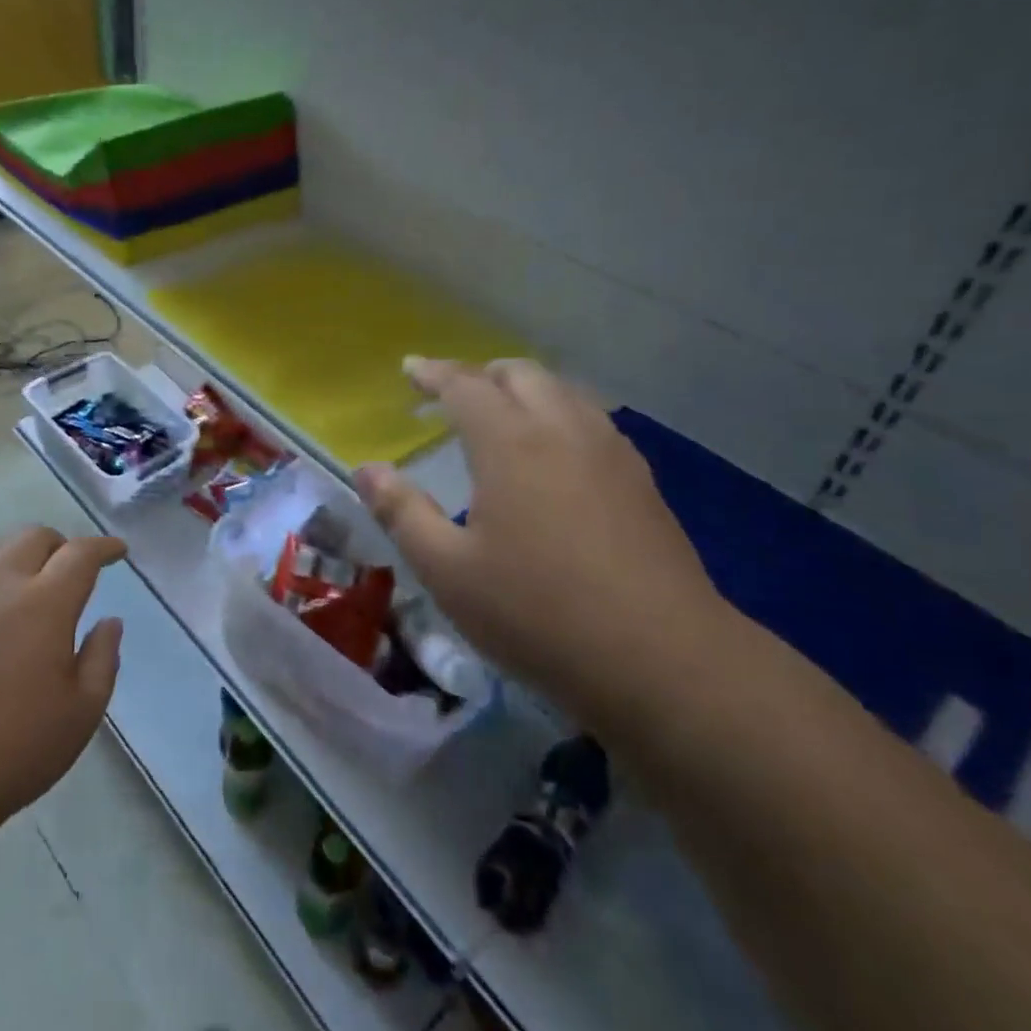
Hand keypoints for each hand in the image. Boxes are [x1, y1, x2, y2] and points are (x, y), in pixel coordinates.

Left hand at [0, 527, 126, 828]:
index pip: (80, 554)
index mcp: (44, 605)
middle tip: (72, 572)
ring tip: (30, 582)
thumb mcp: (81, 714)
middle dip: (62, 546)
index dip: (104, 547)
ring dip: (23, 553)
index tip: (117, 553)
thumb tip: (109, 621)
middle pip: (35, 537)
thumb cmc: (12, 751)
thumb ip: (102, 659)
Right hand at [354, 358, 727, 720]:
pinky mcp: (642, 482)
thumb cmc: (537, 614)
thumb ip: (402, 512)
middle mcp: (563, 430)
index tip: (409, 368)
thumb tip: (367, 470)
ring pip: (564, 392)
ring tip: (501, 415)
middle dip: (480, 374)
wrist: (663, 661)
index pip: (464, 386)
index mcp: (511, 443)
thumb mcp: (448, 571)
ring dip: (524, 389)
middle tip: (451, 394)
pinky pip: (592, 421)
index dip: (433, 373)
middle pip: (521, 374)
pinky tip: (555, 453)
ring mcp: (611, 453)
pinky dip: (559, 414)